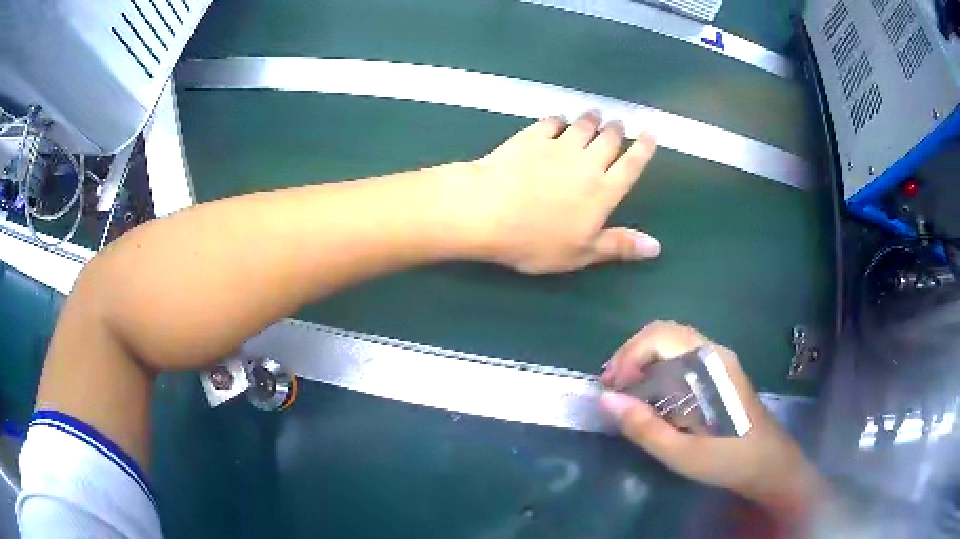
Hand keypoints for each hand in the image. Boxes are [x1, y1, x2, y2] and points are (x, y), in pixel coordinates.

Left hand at [451, 111, 659, 273]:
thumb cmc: (535, 240)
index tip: (651, 132)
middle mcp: (587, 163)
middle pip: (609, 140)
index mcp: (602, 192)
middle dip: (617, 129)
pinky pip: (552, 121)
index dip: (644, 148)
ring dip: (592, 119)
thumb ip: (619, 246)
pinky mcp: (531, 137)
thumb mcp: (580, 253)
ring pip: (583, 125)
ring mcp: (558, 146)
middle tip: (619, 123)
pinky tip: (558, 120)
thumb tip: (656, 246)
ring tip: (596, 114)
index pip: (631, 165)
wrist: (488, 211)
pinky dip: (559, 119)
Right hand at [600, 321, 824, 514]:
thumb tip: (605, 399)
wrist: (768, 464)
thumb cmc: (728, 460)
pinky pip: (680, 358)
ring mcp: (718, 361)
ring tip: (622, 392)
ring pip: (671, 344)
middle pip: (664, 334)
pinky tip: (648, 395)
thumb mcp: (681, 454)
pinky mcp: (717, 373)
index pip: (661, 336)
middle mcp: (714, 353)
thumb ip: (644, 427)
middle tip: (611, 387)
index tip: (611, 387)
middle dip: (631, 355)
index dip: (629, 355)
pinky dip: (656, 369)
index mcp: (710, 365)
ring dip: (642, 361)